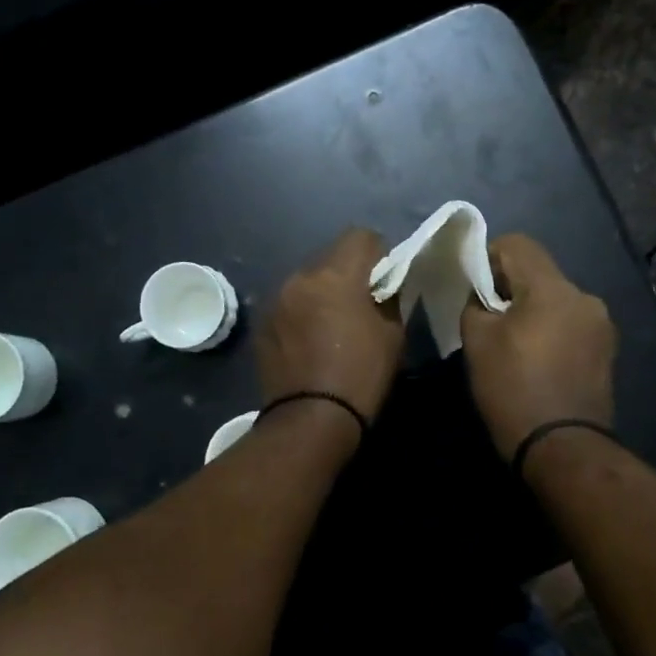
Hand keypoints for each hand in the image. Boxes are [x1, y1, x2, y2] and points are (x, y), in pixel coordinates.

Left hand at [257, 229, 404, 424]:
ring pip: (307, 280)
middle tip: (360, 304)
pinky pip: (289, 304)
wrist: (310, 419)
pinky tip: (309, 341)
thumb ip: (389, 299)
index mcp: (335, 275)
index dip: (378, 253)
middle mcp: (300, 277)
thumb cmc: (360, 375)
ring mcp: (276, 300)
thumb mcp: (393, 335)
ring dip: (321, 292)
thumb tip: (382, 287)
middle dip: (347, 272)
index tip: (384, 279)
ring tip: (331, 325)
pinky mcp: (262, 323)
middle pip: (330, 257)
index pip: (361, 236)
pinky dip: (302, 312)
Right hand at [460, 233, 615, 459]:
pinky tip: (536, 361)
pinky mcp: (606, 351)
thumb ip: (476, 304)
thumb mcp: (477, 342)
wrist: (562, 449)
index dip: (488, 256)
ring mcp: (601, 326)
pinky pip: (569, 324)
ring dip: (531, 310)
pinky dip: (550, 330)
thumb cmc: (513, 390)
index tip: (473, 287)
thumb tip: (482, 295)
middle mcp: (585, 297)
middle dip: (509, 287)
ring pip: (555, 299)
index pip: (517, 244)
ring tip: (512, 344)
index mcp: (553, 288)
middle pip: (539, 273)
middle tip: (487, 318)